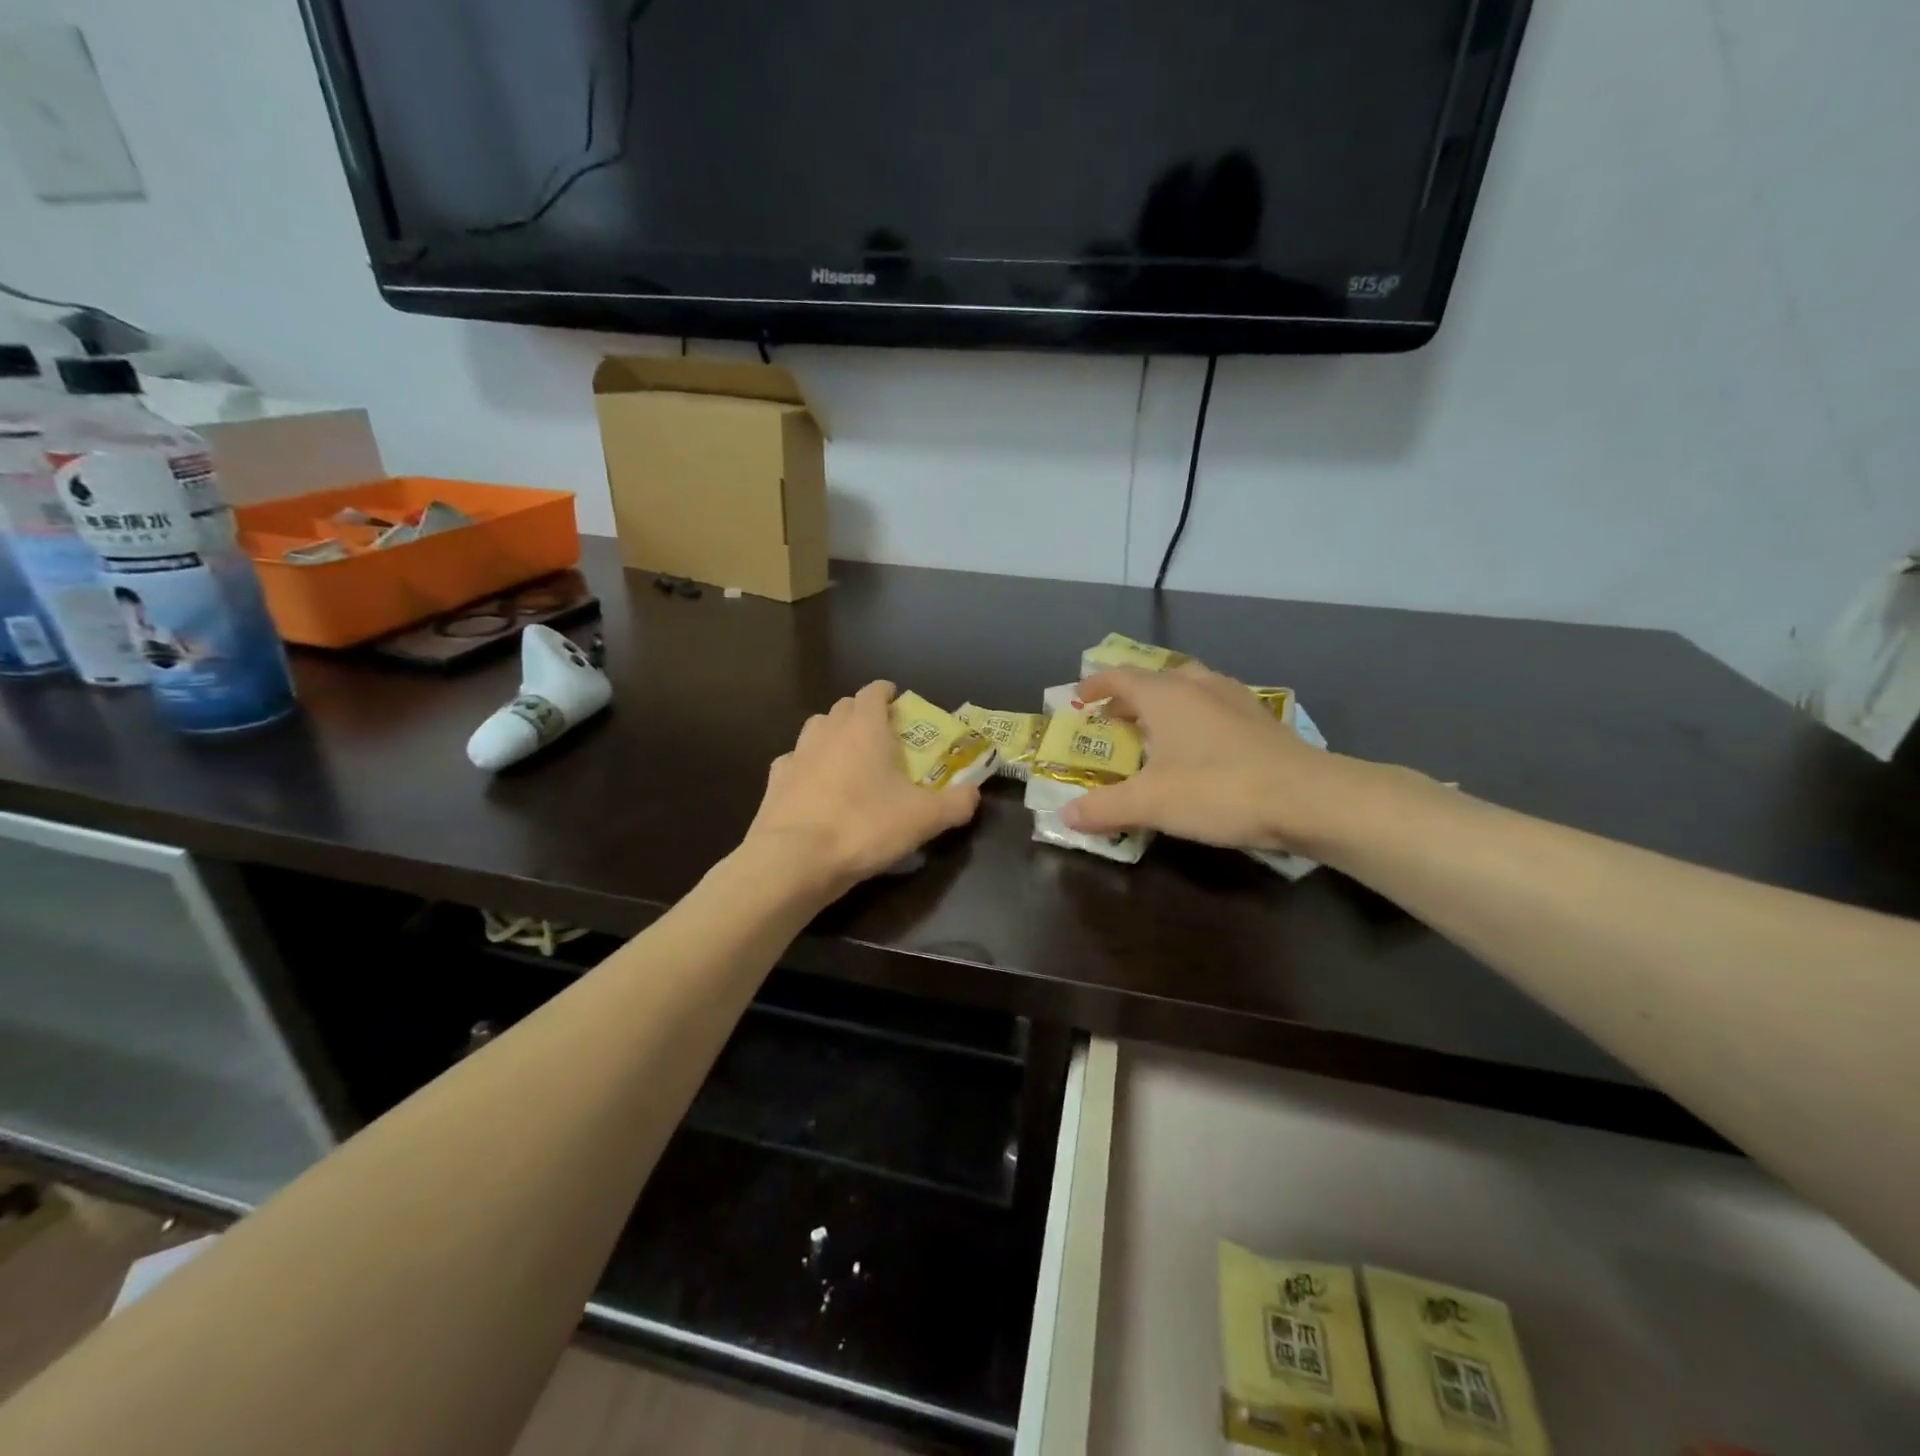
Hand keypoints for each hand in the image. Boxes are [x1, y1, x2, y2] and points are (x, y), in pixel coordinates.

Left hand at [743, 680, 981, 898]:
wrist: (795, 859)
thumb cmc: (865, 827)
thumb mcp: (924, 819)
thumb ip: (956, 803)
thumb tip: (973, 793)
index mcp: (865, 728)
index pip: (873, 691)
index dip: (886, 692)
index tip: (897, 700)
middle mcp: (827, 731)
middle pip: (844, 707)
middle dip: (862, 714)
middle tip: (880, 735)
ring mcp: (796, 754)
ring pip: (816, 729)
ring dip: (833, 735)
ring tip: (848, 758)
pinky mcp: (774, 781)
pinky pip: (794, 762)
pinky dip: (808, 767)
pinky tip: (816, 787)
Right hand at [1060, 662, 1359, 851]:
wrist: (1309, 798)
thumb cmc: (1218, 790)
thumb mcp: (1150, 803)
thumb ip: (1104, 808)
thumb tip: (1065, 816)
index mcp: (1166, 695)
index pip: (1120, 677)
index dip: (1096, 685)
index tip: (1079, 698)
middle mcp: (1199, 685)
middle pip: (1156, 679)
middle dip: (1130, 696)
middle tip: (1114, 720)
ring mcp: (1235, 698)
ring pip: (1190, 688)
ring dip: (1166, 704)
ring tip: (1156, 731)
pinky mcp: (1261, 719)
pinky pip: (1215, 706)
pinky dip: (1196, 717)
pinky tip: (1201, 747)